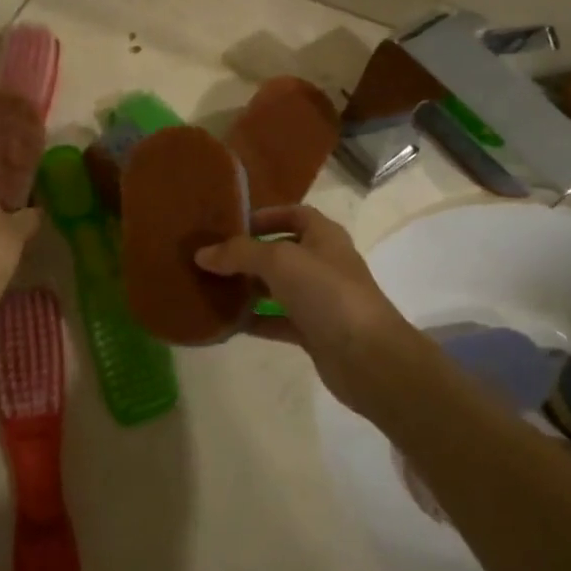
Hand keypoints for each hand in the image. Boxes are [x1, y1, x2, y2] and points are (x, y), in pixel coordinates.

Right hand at [195, 206, 442, 419]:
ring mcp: (320, 299)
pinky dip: (255, 320)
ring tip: (211, 287)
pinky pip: (277, 320)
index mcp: (324, 236)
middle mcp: (323, 263)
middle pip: (281, 251)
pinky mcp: (314, 332)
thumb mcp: (279, 261)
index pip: (294, 213)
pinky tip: (227, 322)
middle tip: (211, 258)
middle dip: (248, 254)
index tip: (231, 225)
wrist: (368, 356)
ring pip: (277, 287)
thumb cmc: (327, 293)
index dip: (266, 215)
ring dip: (248, 287)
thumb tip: (202, 254)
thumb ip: (240, 254)